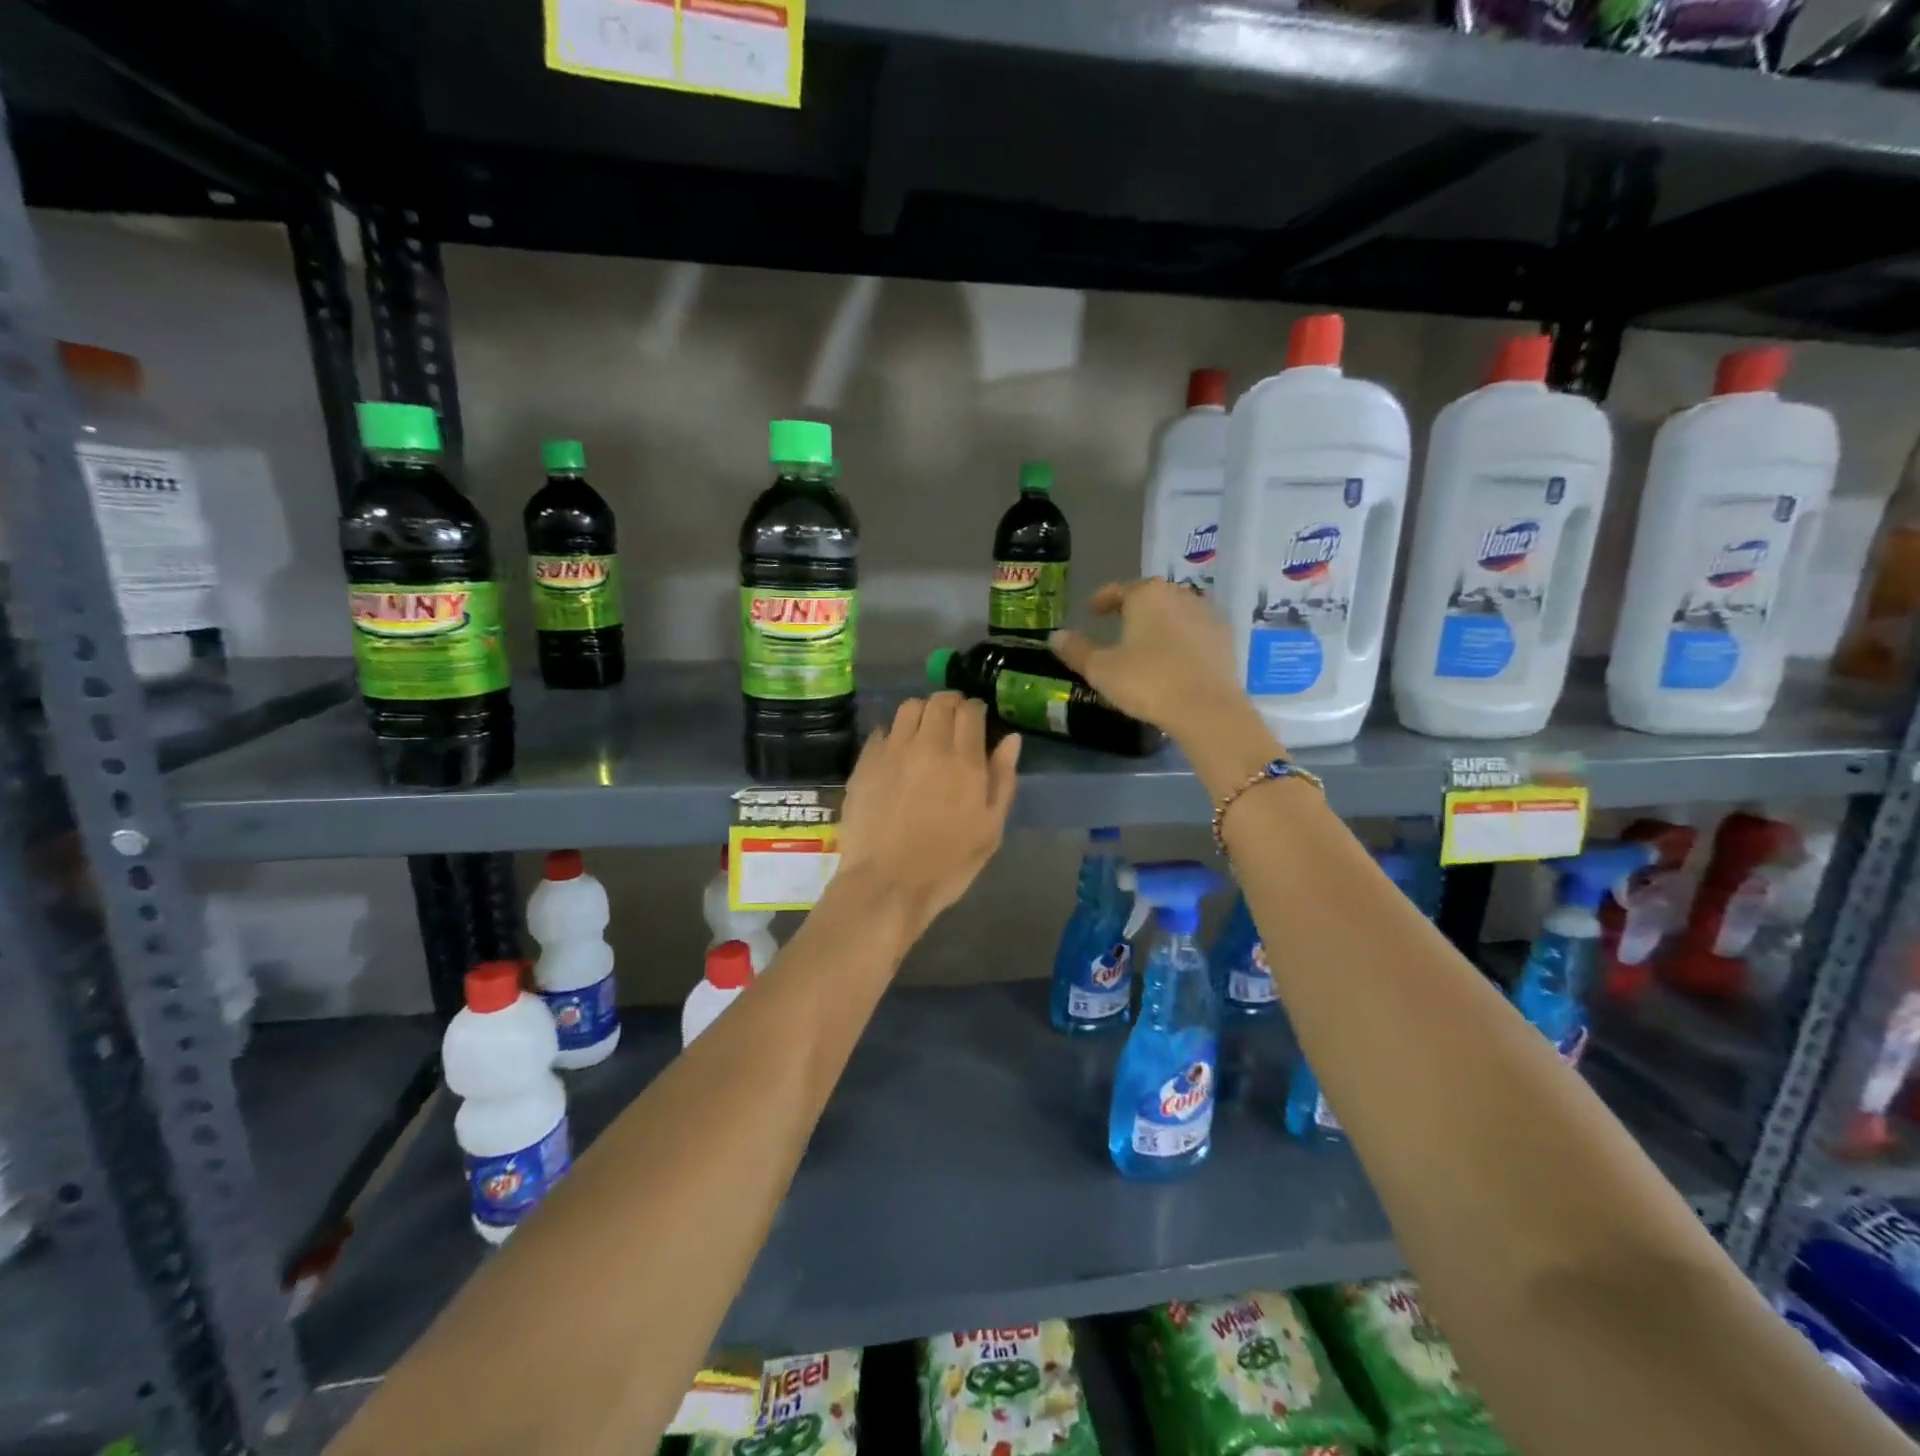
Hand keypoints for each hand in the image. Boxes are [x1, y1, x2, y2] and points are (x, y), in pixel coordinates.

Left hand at [833, 693, 1020, 931]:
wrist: (886, 884)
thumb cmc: (947, 864)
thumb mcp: (990, 829)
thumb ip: (1002, 779)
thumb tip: (1011, 739)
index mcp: (963, 760)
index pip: (971, 711)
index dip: (976, 710)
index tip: (978, 720)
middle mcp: (927, 745)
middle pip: (939, 702)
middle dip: (951, 704)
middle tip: (954, 720)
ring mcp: (891, 751)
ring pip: (908, 708)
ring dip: (922, 712)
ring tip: (925, 730)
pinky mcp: (865, 763)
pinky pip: (881, 731)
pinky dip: (894, 732)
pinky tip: (897, 752)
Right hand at [1049, 579, 1263, 747]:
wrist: (1206, 709)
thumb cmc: (1147, 682)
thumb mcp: (1101, 669)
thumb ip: (1076, 650)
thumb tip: (1055, 636)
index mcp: (1146, 595)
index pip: (1119, 590)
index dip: (1102, 600)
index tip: (1092, 611)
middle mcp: (1179, 595)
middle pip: (1150, 597)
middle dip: (1133, 608)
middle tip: (1118, 625)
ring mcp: (1206, 614)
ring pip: (1175, 612)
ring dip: (1159, 623)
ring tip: (1146, 642)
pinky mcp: (1224, 638)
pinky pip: (1194, 631)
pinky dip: (1180, 639)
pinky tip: (1173, 658)